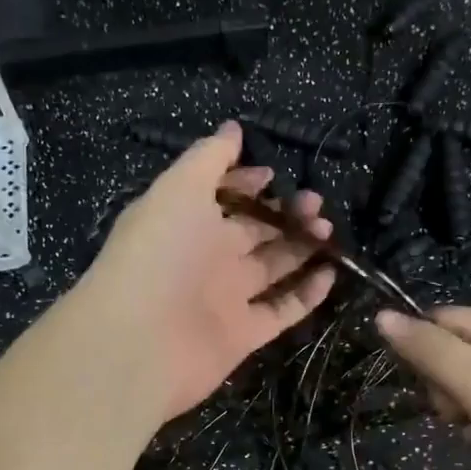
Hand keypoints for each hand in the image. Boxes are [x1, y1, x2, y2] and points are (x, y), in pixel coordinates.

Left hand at [81, 121, 336, 421]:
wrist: (139, 341)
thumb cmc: (158, 253)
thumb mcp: (179, 189)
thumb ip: (208, 158)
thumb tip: (233, 128)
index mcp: (188, 221)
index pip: (223, 196)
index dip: (248, 182)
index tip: (277, 174)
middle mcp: (207, 258)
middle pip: (255, 230)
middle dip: (286, 213)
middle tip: (316, 203)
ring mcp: (227, 297)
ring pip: (274, 267)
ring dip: (302, 247)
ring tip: (328, 229)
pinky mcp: (244, 334)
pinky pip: (282, 310)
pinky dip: (307, 294)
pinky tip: (331, 273)